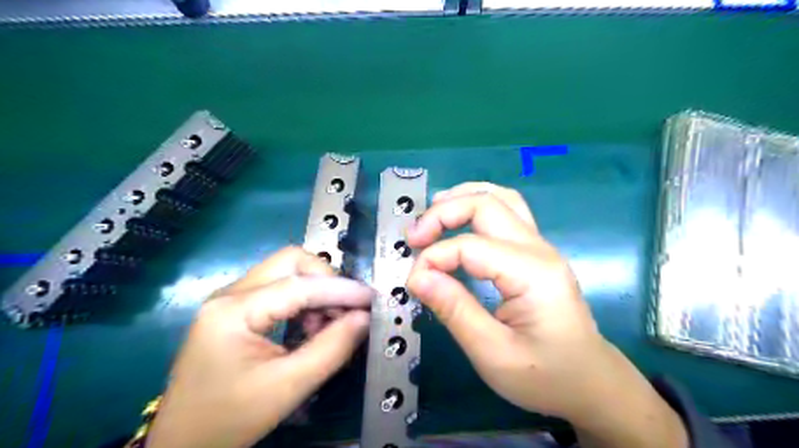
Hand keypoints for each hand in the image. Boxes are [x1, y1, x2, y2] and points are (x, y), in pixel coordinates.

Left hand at [145, 249, 371, 446]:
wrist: (182, 444)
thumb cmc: (229, 419)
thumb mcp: (288, 386)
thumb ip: (332, 348)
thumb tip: (364, 318)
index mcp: (233, 311)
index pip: (299, 285)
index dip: (340, 289)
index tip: (371, 299)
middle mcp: (230, 293)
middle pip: (291, 262)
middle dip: (326, 280)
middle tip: (345, 311)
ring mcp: (231, 298)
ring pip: (287, 271)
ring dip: (316, 290)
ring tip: (328, 324)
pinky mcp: (237, 308)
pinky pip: (280, 287)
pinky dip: (304, 299)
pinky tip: (310, 325)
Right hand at [406, 182, 685, 447]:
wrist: (591, 383)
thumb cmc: (546, 377)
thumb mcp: (493, 354)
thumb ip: (454, 311)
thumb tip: (416, 276)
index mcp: (532, 273)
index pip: (470, 246)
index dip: (433, 258)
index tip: (413, 283)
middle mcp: (538, 248)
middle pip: (486, 204)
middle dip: (442, 214)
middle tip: (413, 238)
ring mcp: (540, 246)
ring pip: (500, 198)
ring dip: (462, 199)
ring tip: (431, 215)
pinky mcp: (535, 252)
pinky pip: (506, 211)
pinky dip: (476, 207)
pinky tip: (458, 221)